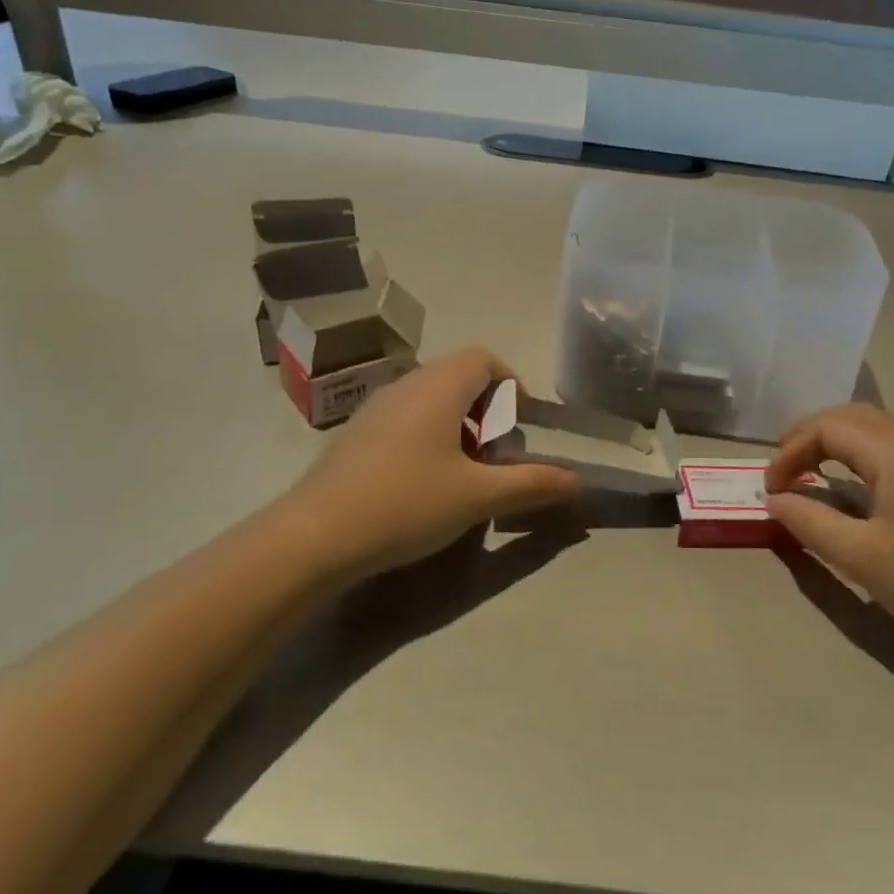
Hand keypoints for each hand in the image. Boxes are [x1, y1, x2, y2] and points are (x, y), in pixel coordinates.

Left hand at [289, 348, 579, 579]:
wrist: (316, 535)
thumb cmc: (406, 503)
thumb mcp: (477, 497)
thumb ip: (530, 483)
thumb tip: (576, 479)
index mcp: (438, 387)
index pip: (483, 358)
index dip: (510, 384)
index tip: (519, 425)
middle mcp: (406, 385)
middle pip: (458, 376)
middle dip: (486, 409)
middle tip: (494, 454)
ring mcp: (375, 407)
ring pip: (429, 398)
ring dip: (457, 424)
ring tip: (463, 472)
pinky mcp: (355, 433)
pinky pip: (404, 417)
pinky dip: (427, 435)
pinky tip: (422, 483)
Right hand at [765, 404, 893, 657]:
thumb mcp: (860, 556)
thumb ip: (809, 521)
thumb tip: (775, 500)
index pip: (827, 427)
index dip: (789, 451)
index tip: (770, 489)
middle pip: (852, 416)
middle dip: (809, 435)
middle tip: (782, 469)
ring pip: (876, 429)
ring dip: (836, 443)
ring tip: (809, 472)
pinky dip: (861, 455)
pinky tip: (855, 486)